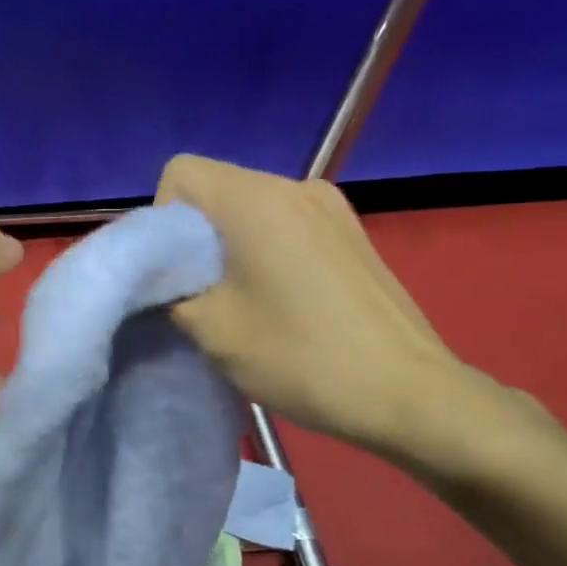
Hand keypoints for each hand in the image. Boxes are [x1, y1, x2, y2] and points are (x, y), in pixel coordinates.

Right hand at [155, 154, 504, 460]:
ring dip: (229, 246)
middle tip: (200, 294)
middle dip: (193, 236)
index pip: (180, 172)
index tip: (175, 270)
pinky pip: (284, 223)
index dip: (162, 217)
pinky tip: (280, 300)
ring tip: (242, 301)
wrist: (409, 393)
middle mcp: (294, 186)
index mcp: (256, 199)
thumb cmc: (300, 356)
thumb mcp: (211, 330)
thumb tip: (157, 281)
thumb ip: (167, 293)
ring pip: (249, 208)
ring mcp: (330, 206)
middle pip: (216, 189)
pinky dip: (264, 250)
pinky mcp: (350, 232)